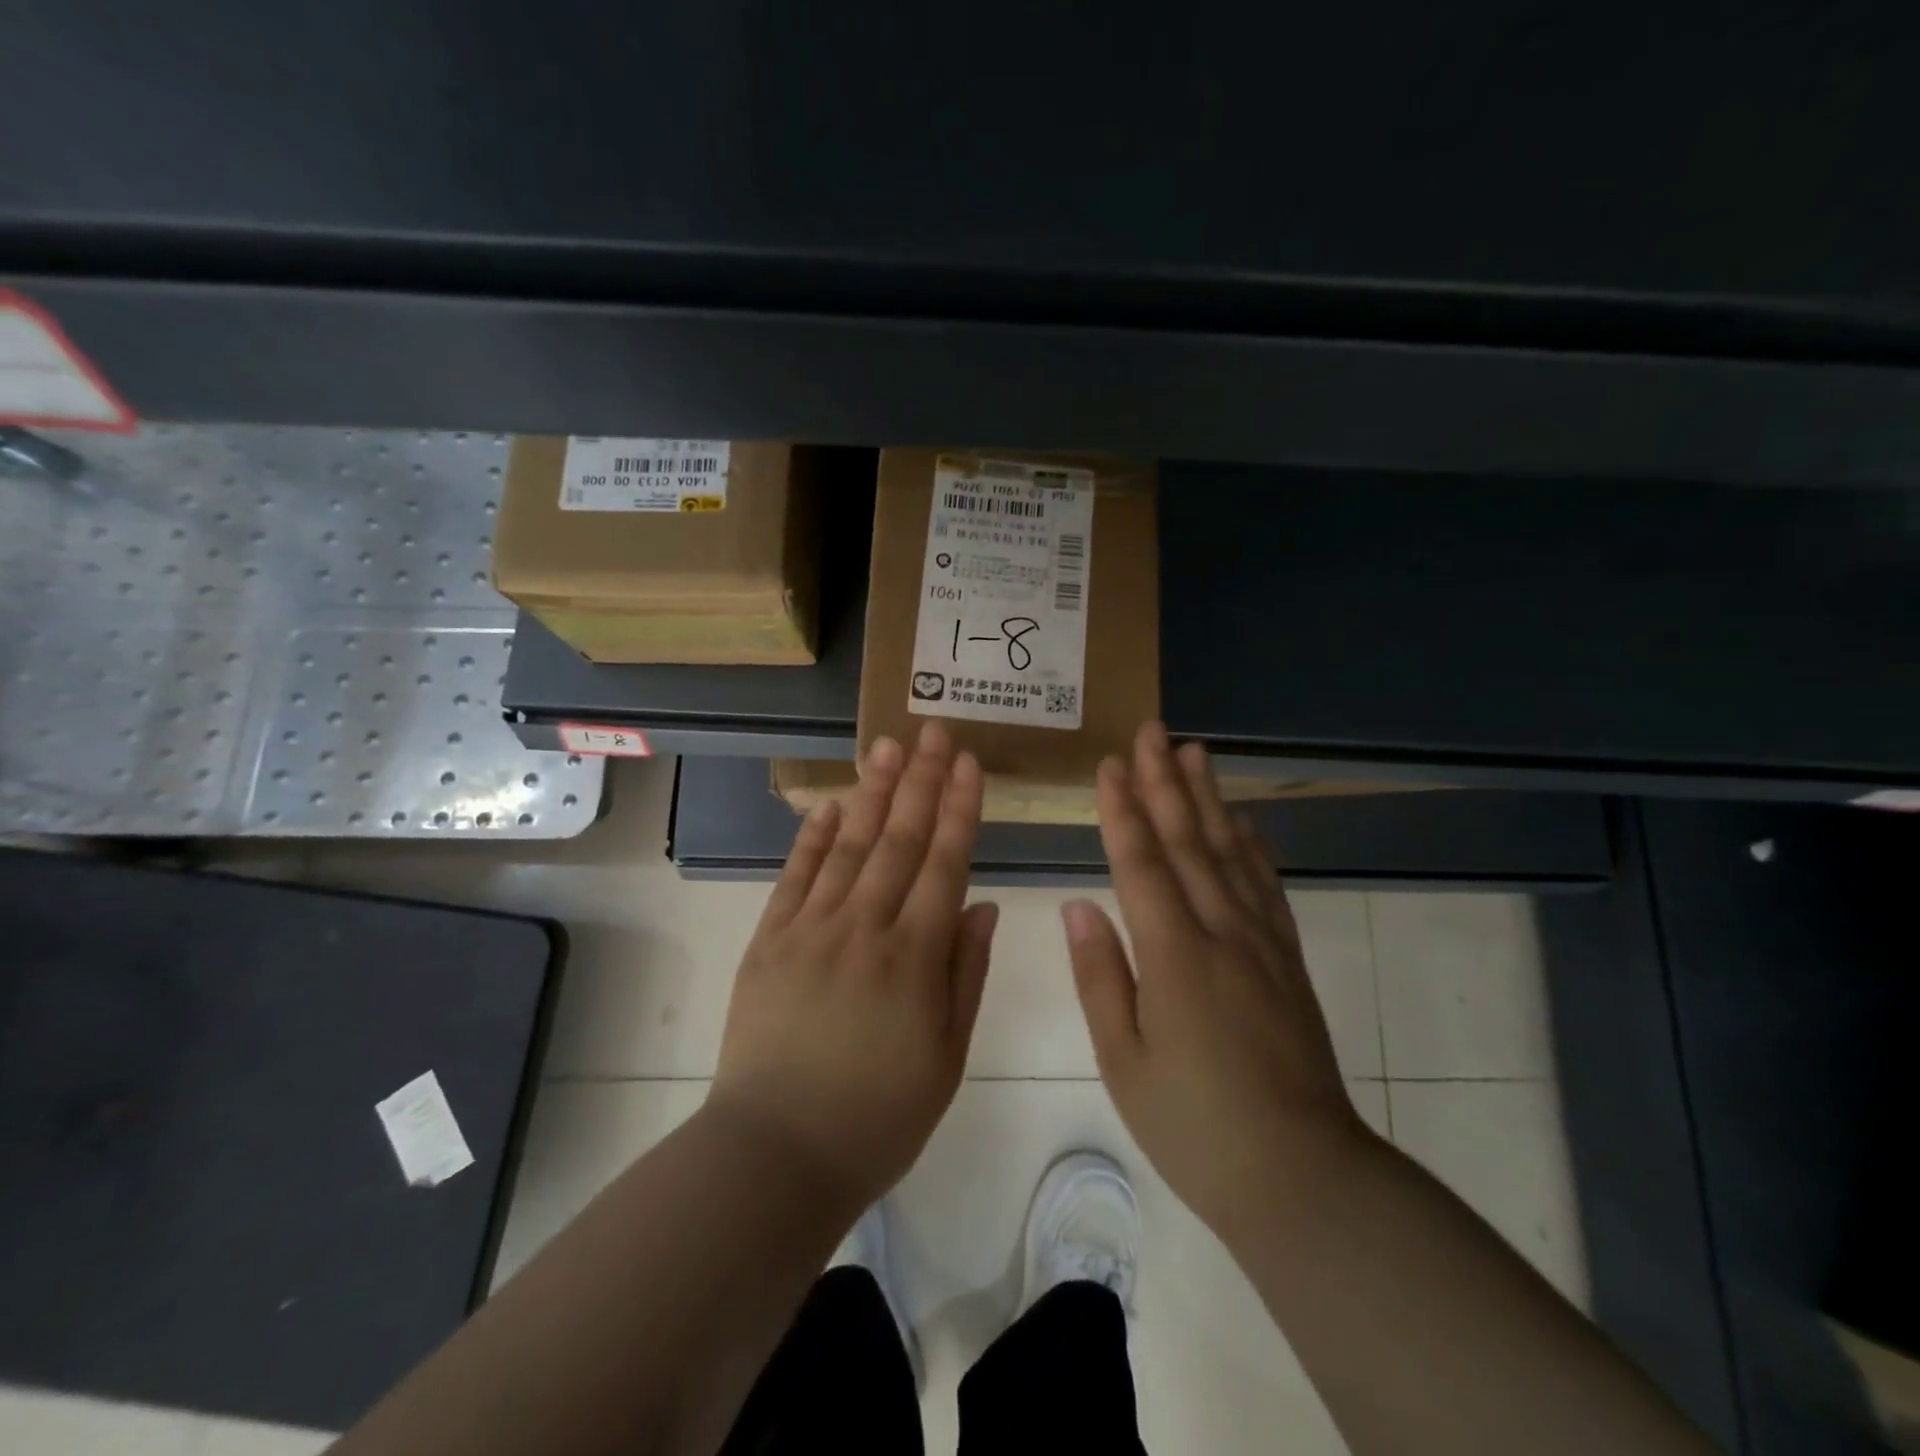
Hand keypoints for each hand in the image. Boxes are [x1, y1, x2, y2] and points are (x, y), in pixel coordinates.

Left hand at [709, 723, 997, 1210]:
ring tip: (887, 746)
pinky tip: (829, 804)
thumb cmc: (878, 1116)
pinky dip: (813, 837)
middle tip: (932, 731)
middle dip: (920, 781)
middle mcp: (864, 927)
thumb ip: (965, 974)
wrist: (776, 1153)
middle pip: (898, 839)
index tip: (968, 763)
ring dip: (871, 792)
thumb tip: (981, 904)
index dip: (959, 808)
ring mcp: (811, 929)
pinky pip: (795, 877)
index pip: (944, 863)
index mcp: (914, 957)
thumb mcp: (946, 1057)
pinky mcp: (769, 940)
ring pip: (848, 846)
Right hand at [1063, 722, 1371, 1236]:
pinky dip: (1252, 847)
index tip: (1109, 765)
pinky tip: (1243, 823)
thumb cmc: (1195, 1125)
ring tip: (1195, 753)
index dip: (1122, 810)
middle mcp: (1221, 933)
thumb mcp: (1124, 1061)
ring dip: (1208, 799)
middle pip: (1188, 842)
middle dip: (1165, 782)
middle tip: (1152, 731)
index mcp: (1174, 956)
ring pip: (1230, 853)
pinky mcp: (1287, 960)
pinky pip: (1267, 887)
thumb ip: (1100, 975)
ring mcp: (1262, 944)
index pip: (1141, 864)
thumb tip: (1078, 905)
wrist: (1302, 1176)